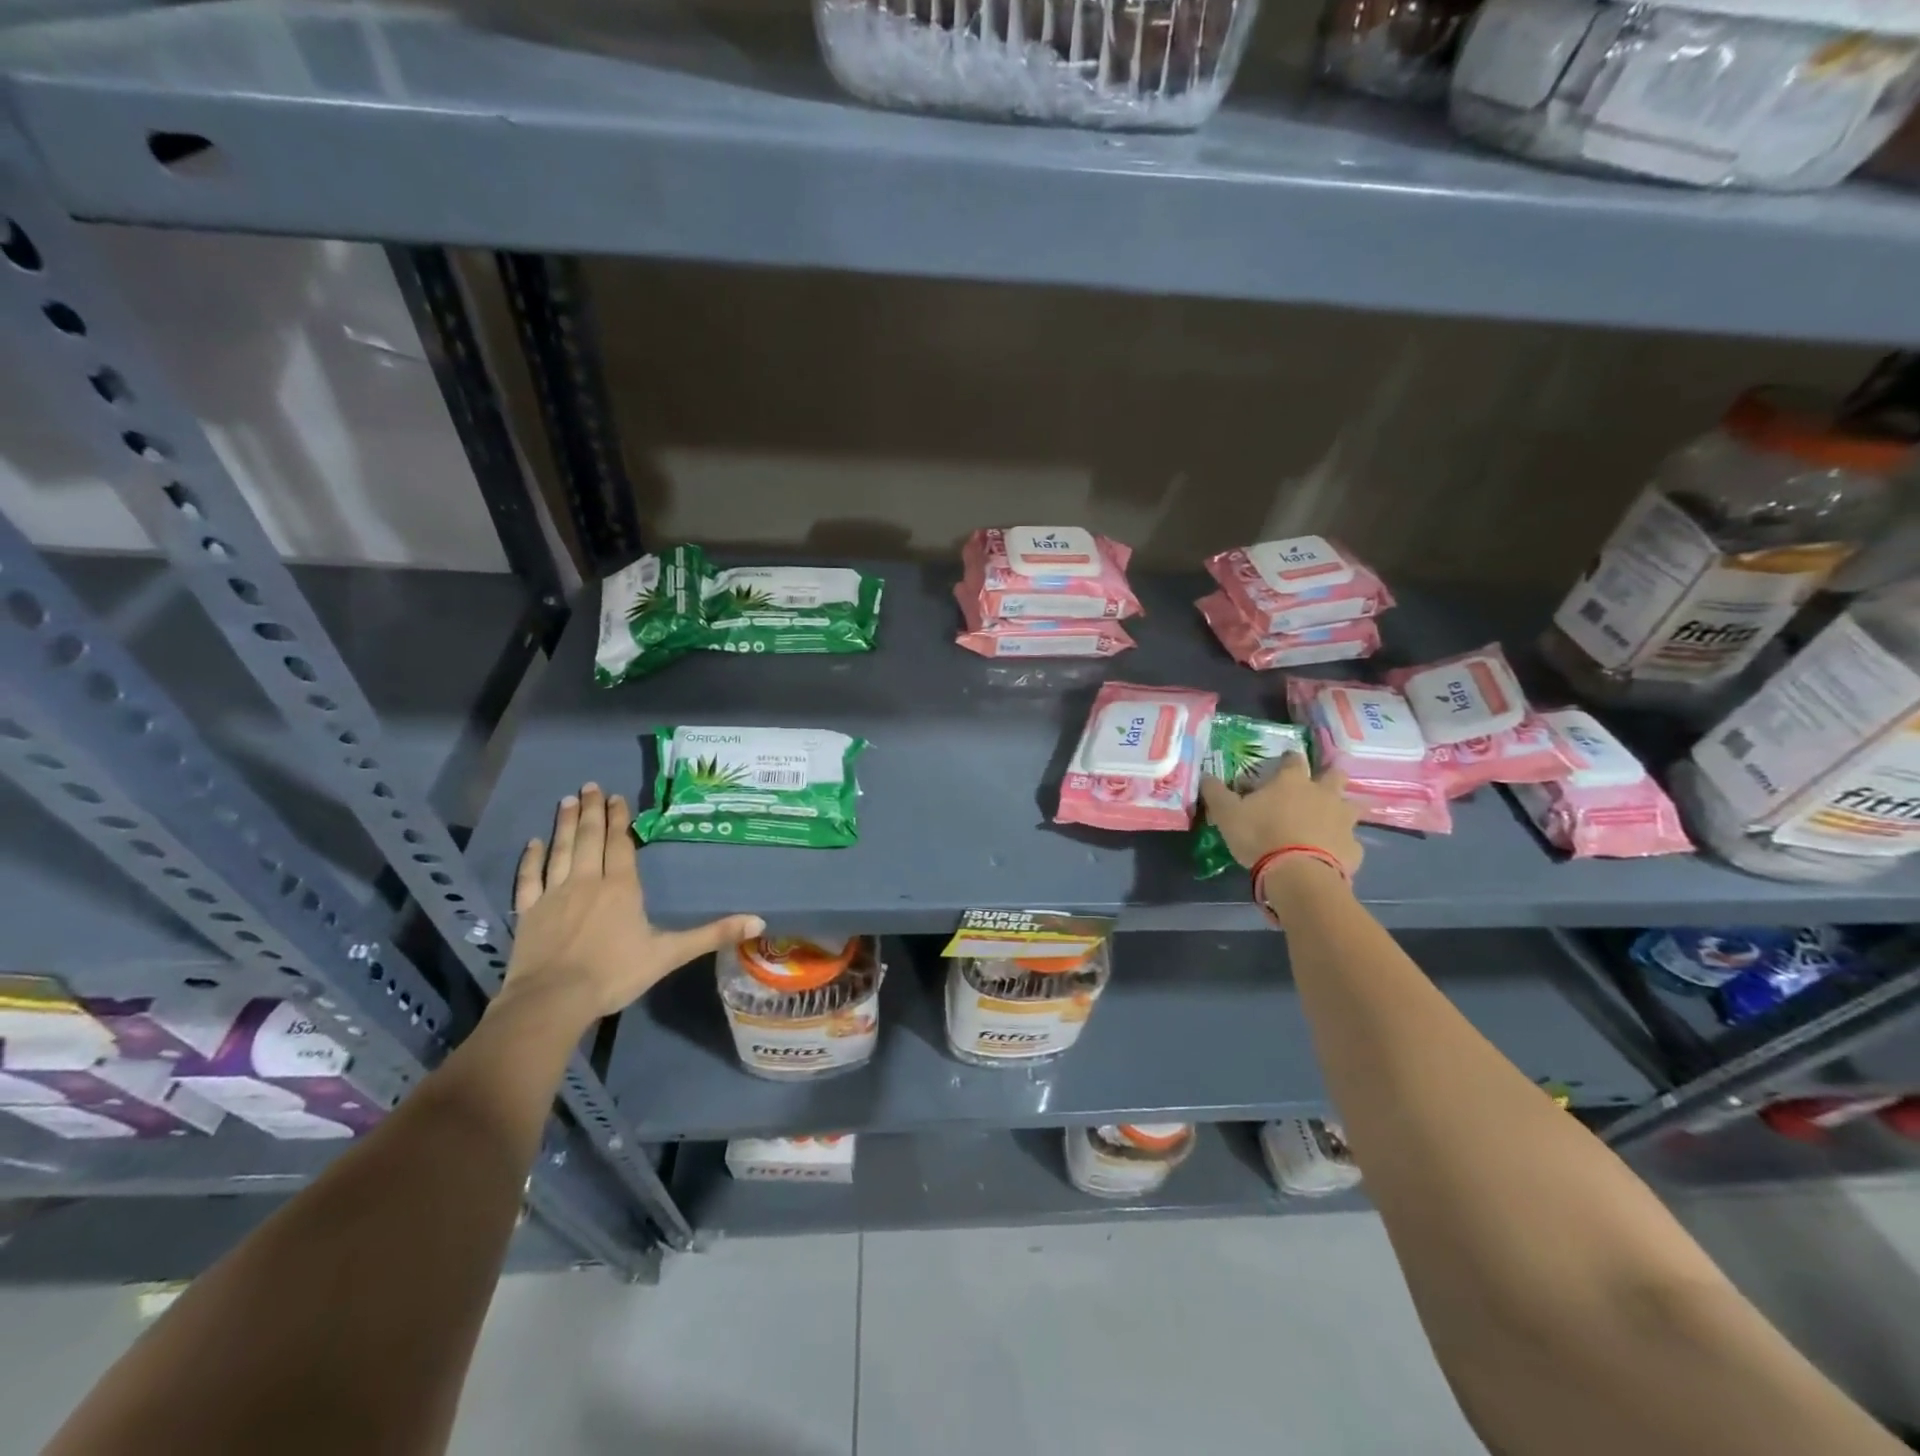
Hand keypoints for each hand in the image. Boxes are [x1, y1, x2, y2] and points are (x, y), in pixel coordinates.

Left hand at [500, 783, 764, 1024]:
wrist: (553, 1001)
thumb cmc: (615, 974)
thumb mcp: (670, 954)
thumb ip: (712, 935)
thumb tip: (760, 922)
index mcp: (621, 887)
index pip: (620, 844)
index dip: (619, 819)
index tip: (616, 797)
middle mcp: (588, 881)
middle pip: (590, 838)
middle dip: (592, 810)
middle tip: (590, 786)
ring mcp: (554, 894)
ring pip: (561, 849)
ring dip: (565, 823)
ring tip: (568, 800)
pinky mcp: (528, 912)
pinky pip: (530, 878)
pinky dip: (531, 859)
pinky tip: (533, 843)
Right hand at [1199, 753, 1362, 880]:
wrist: (1298, 874)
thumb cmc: (1260, 836)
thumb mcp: (1227, 813)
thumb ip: (1216, 793)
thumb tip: (1205, 776)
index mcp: (1292, 781)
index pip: (1294, 759)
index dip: (1289, 759)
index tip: (1285, 763)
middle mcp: (1323, 794)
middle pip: (1335, 774)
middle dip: (1329, 776)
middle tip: (1317, 787)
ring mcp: (1343, 821)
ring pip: (1352, 807)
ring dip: (1343, 810)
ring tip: (1329, 821)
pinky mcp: (1354, 848)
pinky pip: (1351, 843)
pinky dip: (1342, 846)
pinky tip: (1331, 855)